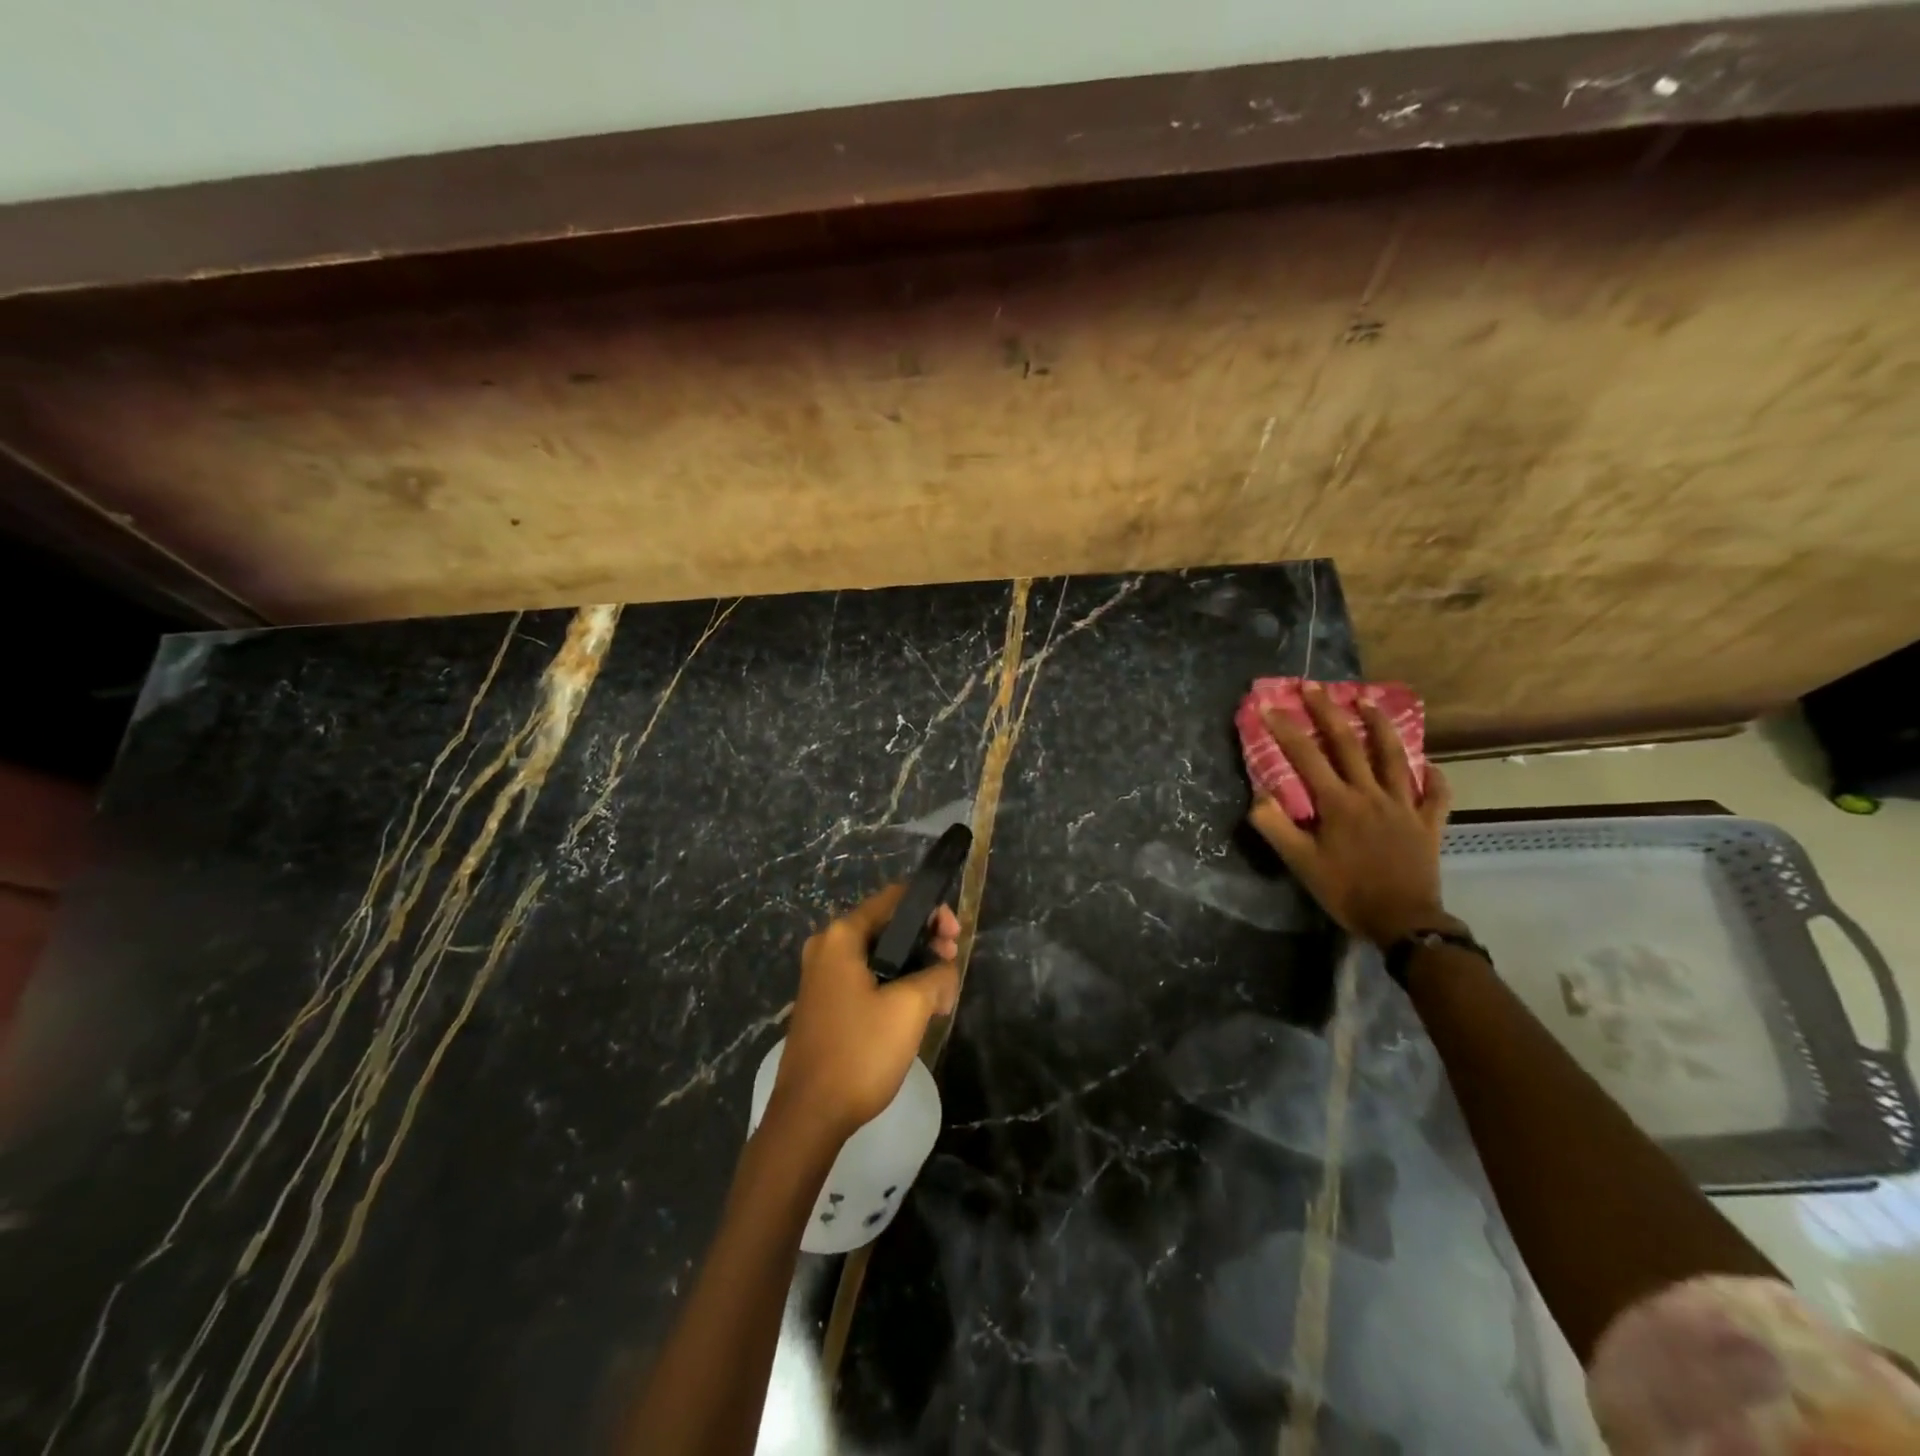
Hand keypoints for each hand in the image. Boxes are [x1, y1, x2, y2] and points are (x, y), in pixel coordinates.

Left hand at [767, 883, 960, 1144]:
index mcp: (842, 936)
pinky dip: (893, 984)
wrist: (809, 1116)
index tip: (955, 938)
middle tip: (952, 967)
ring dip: (913, 967)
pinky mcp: (824, 1003)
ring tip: (940, 996)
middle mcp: (826, 947)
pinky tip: (915, 1010)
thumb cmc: (860, 1051)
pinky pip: (866, 978)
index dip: (931, 911)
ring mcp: (821, 976)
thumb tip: (944, 969)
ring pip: (879, 955)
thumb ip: (937, 974)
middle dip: (925, 941)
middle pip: (887, 926)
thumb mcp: (910, 1007)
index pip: (894, 899)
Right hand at [1246, 684, 1454, 946]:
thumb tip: (1259, 793)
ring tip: (1367, 699)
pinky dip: (1430, 776)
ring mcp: (1404, 805)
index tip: (1267, 705)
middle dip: (1327, 711)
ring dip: (1379, 724)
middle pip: (1349, 743)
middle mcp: (1371, 794)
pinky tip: (1425, 765)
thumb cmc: (1346, 891)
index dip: (1284, 728)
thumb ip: (1275, 826)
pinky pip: (1434, 793)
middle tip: (1313, 686)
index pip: (1306, 756)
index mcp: (1338, 803)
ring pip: (1393, 756)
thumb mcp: (1300, 863)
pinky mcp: (1428, 823)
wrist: (1403, 921)